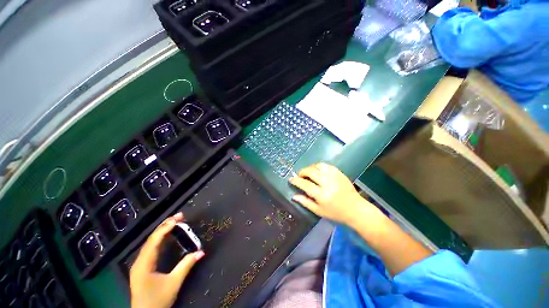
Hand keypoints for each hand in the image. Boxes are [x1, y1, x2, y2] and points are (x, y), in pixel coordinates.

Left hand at [130, 213, 204, 307]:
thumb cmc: (157, 301)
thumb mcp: (173, 283)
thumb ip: (186, 265)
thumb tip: (201, 251)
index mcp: (144, 264)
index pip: (155, 240)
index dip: (166, 227)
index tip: (178, 218)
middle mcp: (139, 261)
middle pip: (151, 239)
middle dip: (165, 225)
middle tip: (179, 216)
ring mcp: (139, 264)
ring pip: (150, 243)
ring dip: (162, 231)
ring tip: (175, 222)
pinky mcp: (142, 268)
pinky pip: (151, 248)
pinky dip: (160, 239)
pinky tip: (166, 236)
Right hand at [289, 163, 376, 225]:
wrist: (356, 209)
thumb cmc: (336, 213)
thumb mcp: (319, 211)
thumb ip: (305, 202)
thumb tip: (294, 196)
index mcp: (322, 195)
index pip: (305, 184)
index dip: (296, 180)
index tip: (291, 179)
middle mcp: (327, 183)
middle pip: (310, 171)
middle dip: (302, 172)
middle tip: (300, 176)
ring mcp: (334, 176)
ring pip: (318, 165)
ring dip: (310, 168)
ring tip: (309, 173)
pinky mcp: (339, 173)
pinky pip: (326, 165)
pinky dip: (319, 166)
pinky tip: (318, 171)